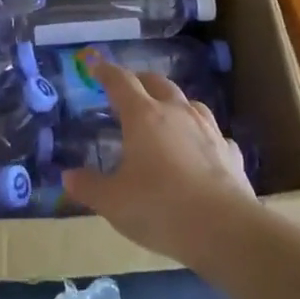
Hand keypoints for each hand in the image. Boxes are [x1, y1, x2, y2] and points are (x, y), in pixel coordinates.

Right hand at [63, 61, 255, 262]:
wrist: (225, 230)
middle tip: (129, 89)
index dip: (107, 72)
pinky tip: (202, 150)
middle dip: (141, 81)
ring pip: (190, 103)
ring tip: (166, 115)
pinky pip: (215, 135)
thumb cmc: (159, 207)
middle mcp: (176, 113)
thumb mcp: (113, 202)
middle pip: (158, 83)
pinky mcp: (231, 153)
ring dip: (175, 104)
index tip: (97, 68)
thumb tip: (68, 177)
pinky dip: (204, 137)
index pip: (121, 82)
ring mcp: (208, 130)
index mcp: (143, 116)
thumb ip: (89, 186)